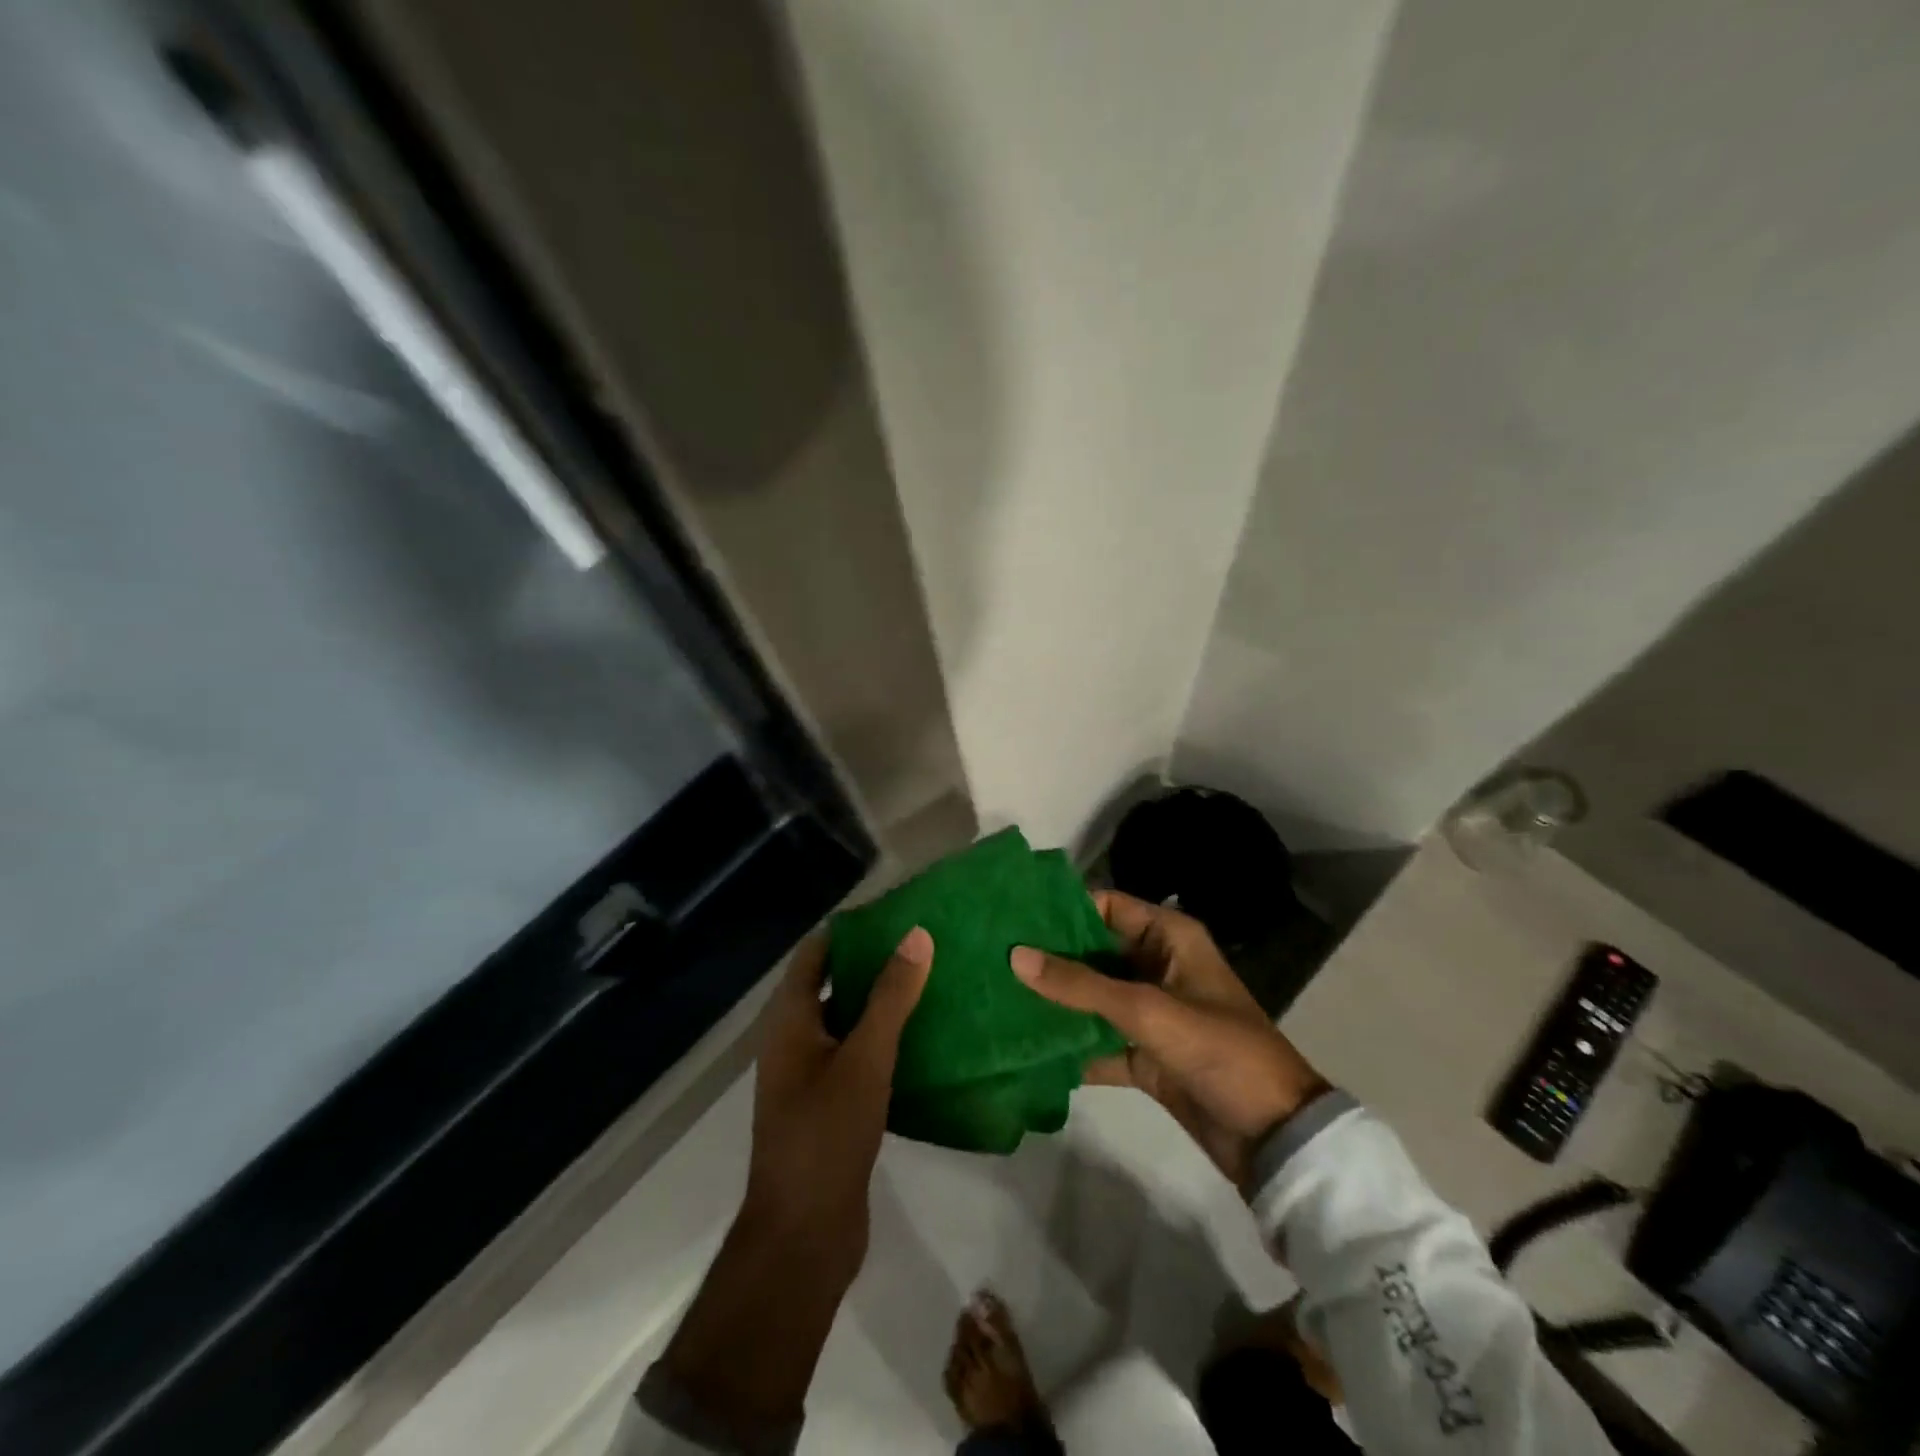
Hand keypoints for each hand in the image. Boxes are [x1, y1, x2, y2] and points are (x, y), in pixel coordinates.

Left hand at [657, 928, 931, 1439]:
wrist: (804, 1235)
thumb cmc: (827, 1134)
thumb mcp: (865, 1058)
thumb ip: (890, 997)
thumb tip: (916, 935)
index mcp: (788, 1022)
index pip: (815, 954)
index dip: (850, 930)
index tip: (895, 913)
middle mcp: (793, 1042)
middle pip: (831, 985)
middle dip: (873, 963)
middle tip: (923, 943)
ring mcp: (810, 1076)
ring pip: (847, 1022)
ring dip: (882, 1003)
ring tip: (931, 981)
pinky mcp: (830, 1106)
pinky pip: (857, 1056)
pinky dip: (884, 1040)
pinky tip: (925, 1037)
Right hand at [1011, 892, 1326, 1189]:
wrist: (1274, 1137)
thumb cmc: (1219, 1051)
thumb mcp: (1149, 1010)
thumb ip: (1081, 985)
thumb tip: (1015, 955)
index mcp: (1170, 938)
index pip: (1107, 907)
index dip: (1062, 909)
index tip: (1013, 916)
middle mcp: (1157, 966)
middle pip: (1093, 952)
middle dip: (1049, 957)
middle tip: (993, 956)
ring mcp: (1150, 1012)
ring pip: (1092, 997)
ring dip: (1055, 1001)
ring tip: (997, 995)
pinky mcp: (1144, 1053)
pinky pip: (1098, 1039)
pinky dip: (1069, 1044)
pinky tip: (1025, 1046)